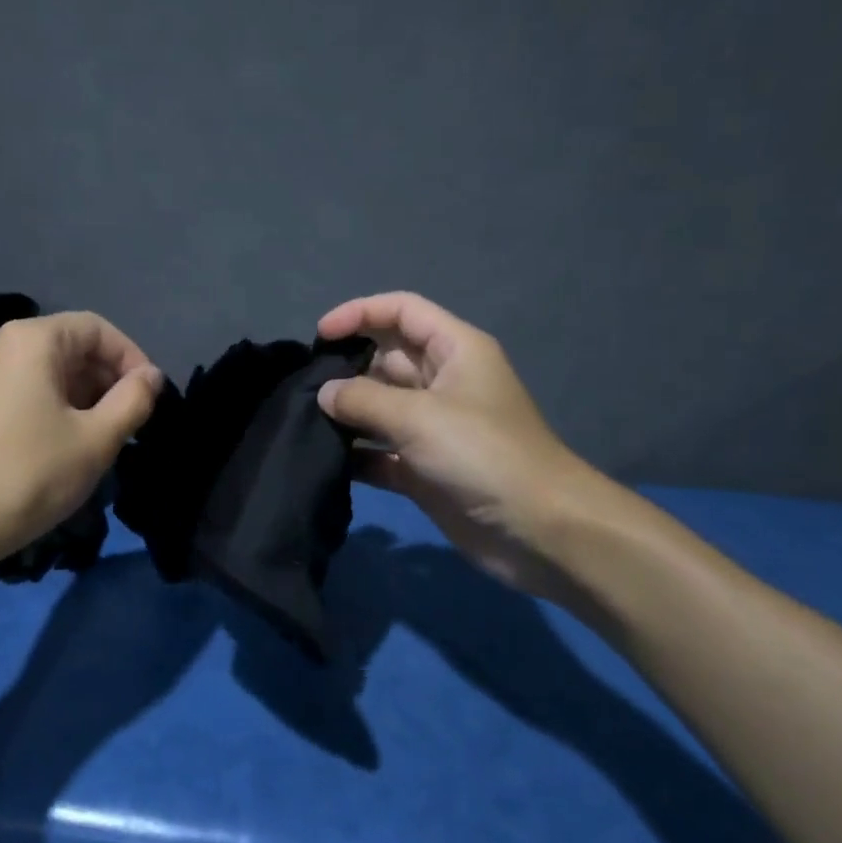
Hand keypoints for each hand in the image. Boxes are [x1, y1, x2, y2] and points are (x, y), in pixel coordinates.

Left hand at [0, 311, 162, 566]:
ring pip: (59, 375)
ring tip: (110, 440)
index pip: (99, 330)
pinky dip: (65, 412)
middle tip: (134, 424)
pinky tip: (76, 448)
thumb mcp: (95, 439)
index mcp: (35, 340)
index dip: (133, 358)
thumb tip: (152, 376)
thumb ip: (133, 400)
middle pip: (77, 348)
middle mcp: (9, 347)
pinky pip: (37, 394)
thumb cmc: (30, 473)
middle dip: (112, 381)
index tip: (152, 398)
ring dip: (92, 400)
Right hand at [315, 291, 613, 600]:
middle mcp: (442, 383)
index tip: (320, 336)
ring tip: (304, 422)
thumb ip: (363, 399)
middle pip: (385, 359)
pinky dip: (356, 455)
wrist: (538, 531)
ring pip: (379, 408)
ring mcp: (433, 428)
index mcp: (454, 351)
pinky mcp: (424, 469)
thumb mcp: (419, 416)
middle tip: (302, 387)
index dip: (360, 313)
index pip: (402, 311)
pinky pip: (380, 452)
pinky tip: (325, 461)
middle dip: (346, 368)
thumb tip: (324, 393)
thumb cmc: (482, 454)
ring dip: (346, 414)